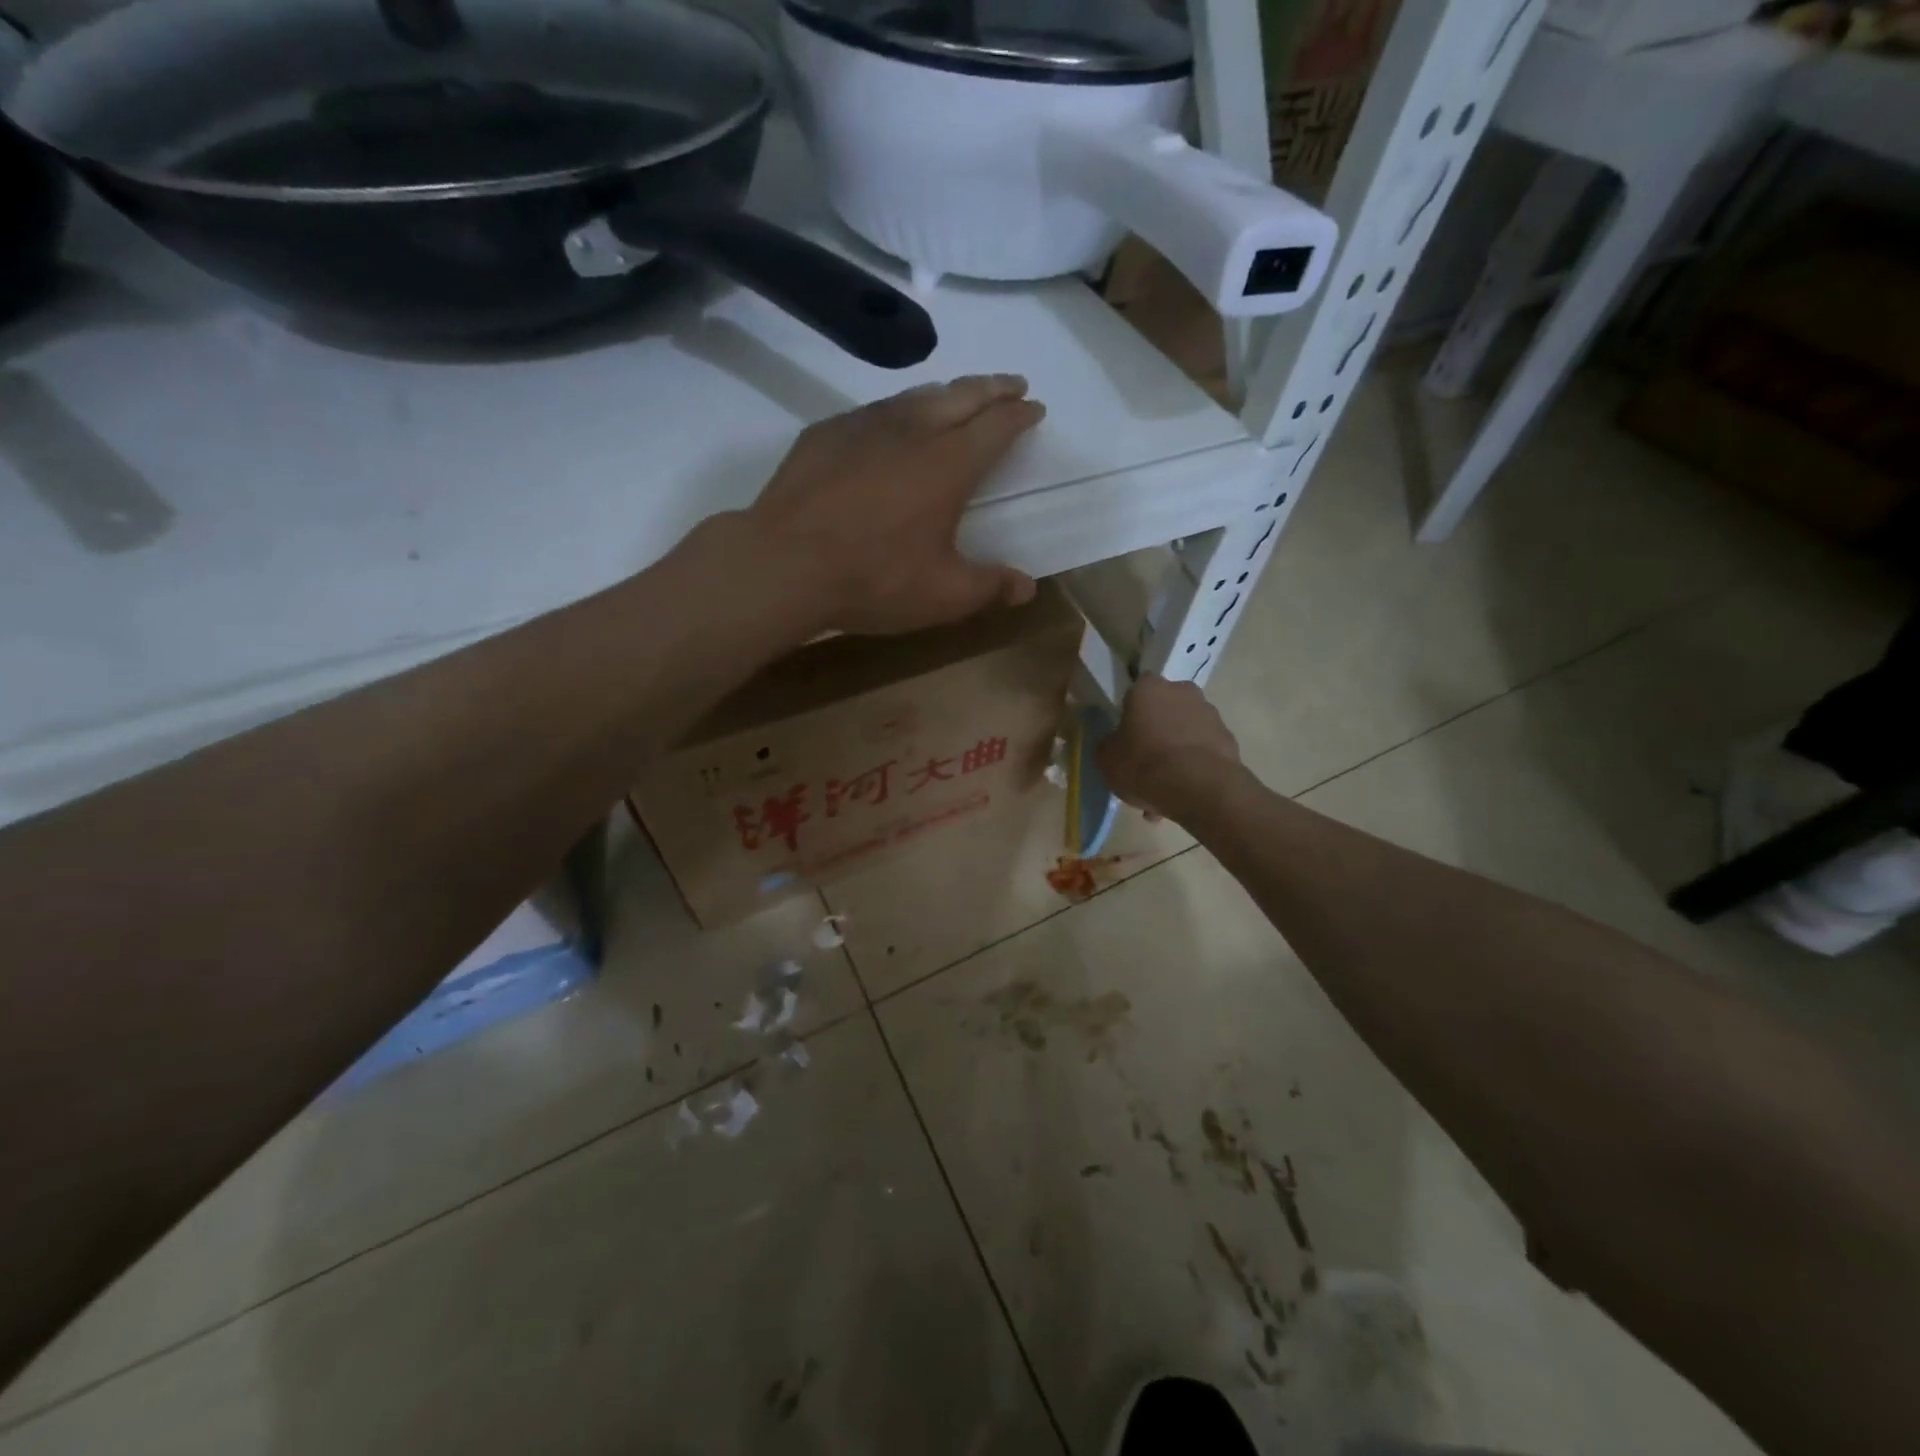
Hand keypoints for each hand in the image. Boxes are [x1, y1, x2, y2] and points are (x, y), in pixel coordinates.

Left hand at [740, 375, 1044, 635]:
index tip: (1034, 409)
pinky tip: (892, 425)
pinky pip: (874, 410)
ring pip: (916, 395)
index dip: (1020, 415)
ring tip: (958, 397)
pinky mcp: (826, 433)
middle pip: (962, 395)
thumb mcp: (942, 595)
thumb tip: (1027, 588)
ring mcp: (864, 425)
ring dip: (946, 392)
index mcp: (950, 463)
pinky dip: (898, 410)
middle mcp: (912, 430)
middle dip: (993, 387)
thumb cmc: (873, 579)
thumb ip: (989, 586)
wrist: (783, 564)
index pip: (997, 425)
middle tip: (1011, 385)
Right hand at [1097, 675, 1243, 820]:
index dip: (1129, 715)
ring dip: (1175, 755)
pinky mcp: (1229, 740)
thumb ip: (1108, 745)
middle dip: (1156, 734)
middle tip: (1145, 765)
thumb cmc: (1144, 764)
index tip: (1125, 738)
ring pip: (1184, 734)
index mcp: (1148, 688)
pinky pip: (1203, 752)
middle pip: (1164, 711)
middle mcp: (1183, 692)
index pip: (1135, 692)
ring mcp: (1211, 715)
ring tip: (1164, 791)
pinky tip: (1183, 794)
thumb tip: (1114, 743)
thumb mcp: (1106, 759)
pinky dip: (1194, 768)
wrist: (1199, 788)